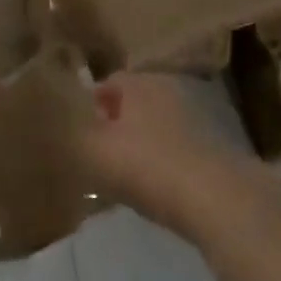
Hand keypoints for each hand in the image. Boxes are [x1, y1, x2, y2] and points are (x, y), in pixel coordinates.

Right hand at [70, 73, 235, 228]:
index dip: (87, 108)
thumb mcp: (94, 151)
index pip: (105, 83)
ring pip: (156, 126)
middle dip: (115, 125)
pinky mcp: (215, 145)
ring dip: (141, 145)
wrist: (218, 199)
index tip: (77, 136)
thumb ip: (73, 134)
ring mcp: (197, 116)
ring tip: (126, 178)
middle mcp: (169, 88)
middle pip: (133, 104)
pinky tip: (158, 189)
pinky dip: (164, 163)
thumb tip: (63, 123)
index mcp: (139, 82)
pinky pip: (177, 148)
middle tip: (99, 157)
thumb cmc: (147, 166)